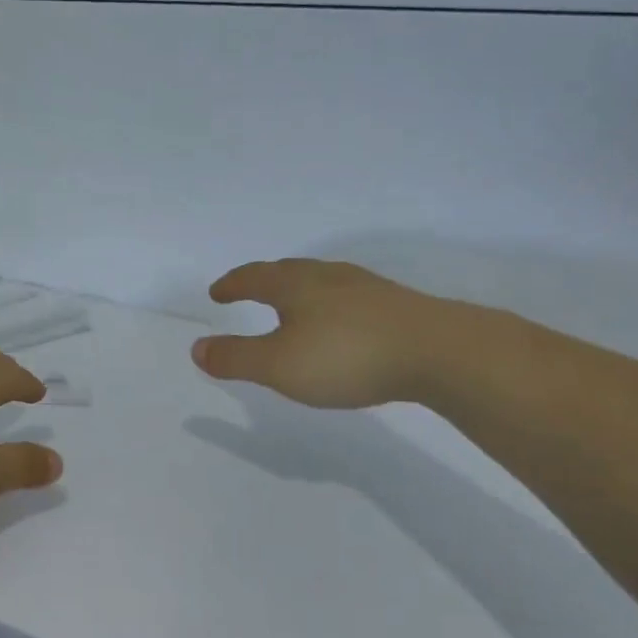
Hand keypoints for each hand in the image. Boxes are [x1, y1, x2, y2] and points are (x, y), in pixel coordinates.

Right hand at [192, 259, 452, 408]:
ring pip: (322, 282)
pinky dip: (331, 306)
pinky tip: (343, 324)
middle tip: (250, 290)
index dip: (232, 285)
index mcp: (295, 285)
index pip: (253, 277)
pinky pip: (349, 298)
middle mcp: (329, 277)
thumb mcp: (279, 365)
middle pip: (288, 272)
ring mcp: (367, 288)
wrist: (440, 351)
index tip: (217, 292)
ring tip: (294, 305)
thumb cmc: (347, 356)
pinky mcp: (396, 306)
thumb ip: (236, 358)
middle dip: (264, 280)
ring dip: (300, 291)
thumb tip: (197, 348)